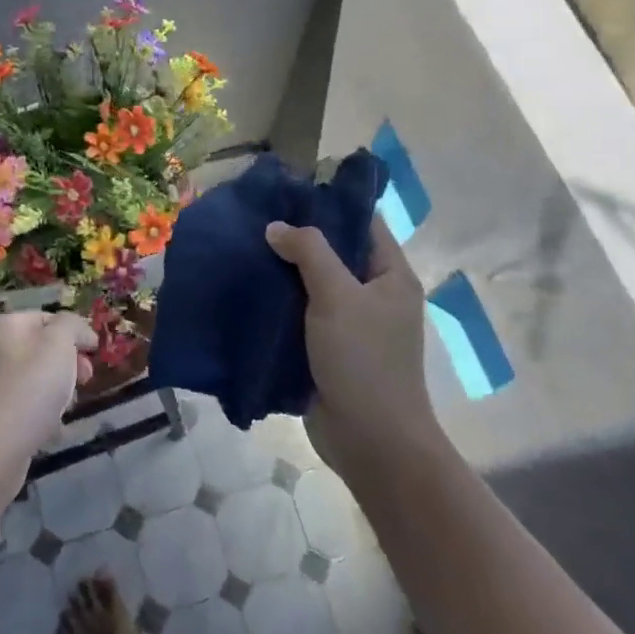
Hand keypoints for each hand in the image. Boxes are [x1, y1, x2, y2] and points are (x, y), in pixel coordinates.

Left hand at [0, 312, 95, 499]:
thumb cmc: (31, 387)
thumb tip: (80, 331)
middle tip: (86, 378)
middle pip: (43, 348)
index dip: (75, 332)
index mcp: (4, 325)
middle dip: (69, 363)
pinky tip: (53, 427)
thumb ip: (73, 325)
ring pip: (38, 378)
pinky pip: (29, 404)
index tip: (94, 352)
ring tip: (67, 406)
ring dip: (60, 389)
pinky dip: (45, 412)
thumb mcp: (60, 343)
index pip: (48, 318)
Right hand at [264, 217, 435, 471]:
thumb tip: (277, 227)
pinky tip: (247, 289)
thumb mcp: (338, 296)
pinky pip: (300, 315)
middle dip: (297, 238)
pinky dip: (278, 303)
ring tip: (244, 248)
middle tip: (255, 219)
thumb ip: (310, 252)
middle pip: (334, 253)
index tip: (287, 192)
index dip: (329, 204)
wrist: (370, 441)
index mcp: (391, 275)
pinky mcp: (327, 349)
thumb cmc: (364, 361)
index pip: (363, 223)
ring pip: (313, 285)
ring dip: (283, 272)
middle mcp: (373, 295)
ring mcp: (350, 324)